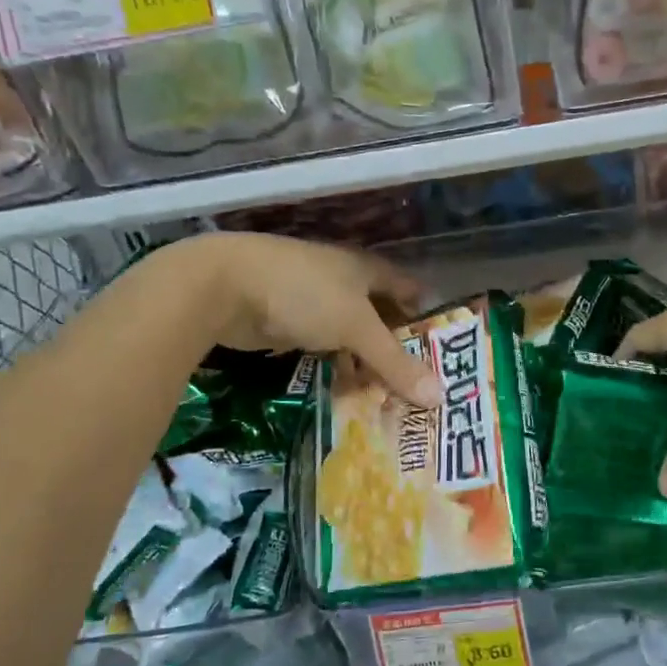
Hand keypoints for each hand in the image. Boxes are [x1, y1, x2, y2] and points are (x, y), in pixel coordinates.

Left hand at [169, 233, 440, 408]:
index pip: (407, 287)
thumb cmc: (303, 293)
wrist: (222, 287)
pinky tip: (348, 388)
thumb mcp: (356, 327)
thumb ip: (395, 362)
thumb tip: (440, 397)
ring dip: (367, 361)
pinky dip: (338, 365)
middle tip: (420, 382)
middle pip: (380, 314)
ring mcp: (313, 302)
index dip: (425, 313)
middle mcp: (343, 281)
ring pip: (351, 334)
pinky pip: (325, 347)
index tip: (443, 346)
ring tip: (390, 394)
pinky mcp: (288, 323)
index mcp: (365, 268)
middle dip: (398, 345)